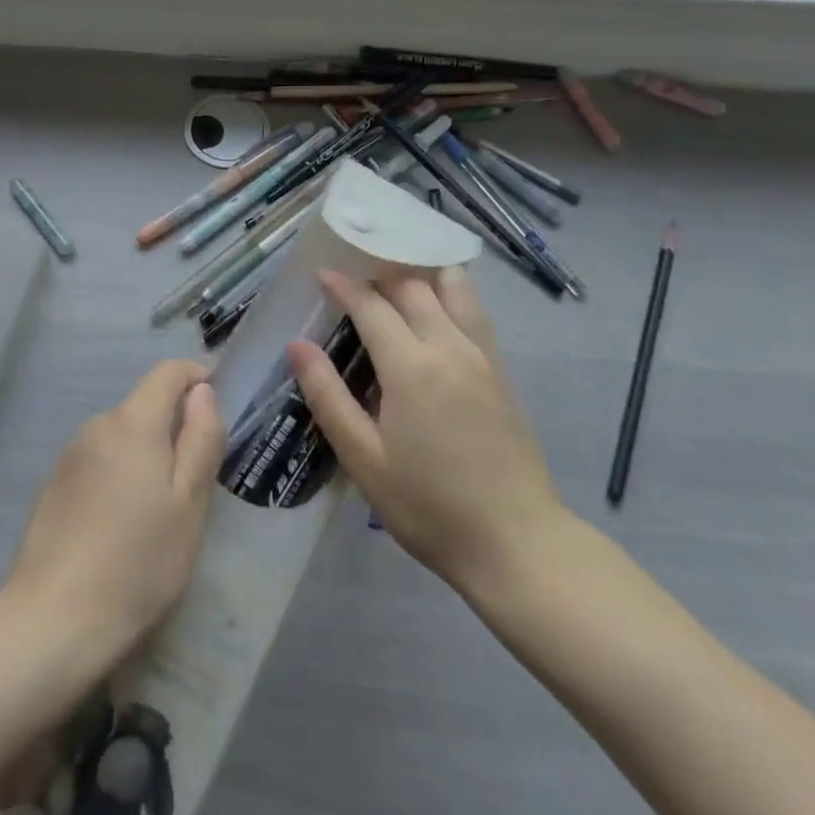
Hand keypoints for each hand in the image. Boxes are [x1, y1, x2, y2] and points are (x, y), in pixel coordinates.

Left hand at [4, 359, 224, 658]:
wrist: (53, 620)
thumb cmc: (138, 562)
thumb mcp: (189, 504)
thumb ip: (201, 439)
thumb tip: (202, 391)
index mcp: (133, 422)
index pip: (168, 371)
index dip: (197, 378)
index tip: (217, 411)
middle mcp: (97, 425)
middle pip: (144, 404)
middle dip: (174, 426)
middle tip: (195, 480)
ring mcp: (71, 455)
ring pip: (122, 435)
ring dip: (146, 453)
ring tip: (160, 510)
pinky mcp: (54, 485)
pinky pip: (99, 461)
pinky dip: (120, 474)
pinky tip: (122, 525)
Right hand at [287, 267, 568, 593]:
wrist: (517, 543)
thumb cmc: (429, 506)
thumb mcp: (364, 460)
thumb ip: (328, 396)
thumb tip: (297, 345)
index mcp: (411, 366)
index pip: (372, 305)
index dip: (344, 285)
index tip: (322, 274)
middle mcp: (449, 346)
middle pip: (412, 285)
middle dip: (379, 271)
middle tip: (353, 274)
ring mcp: (482, 355)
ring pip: (453, 287)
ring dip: (421, 273)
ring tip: (395, 279)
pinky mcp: (501, 370)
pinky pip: (473, 310)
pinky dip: (449, 292)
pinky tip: (434, 307)